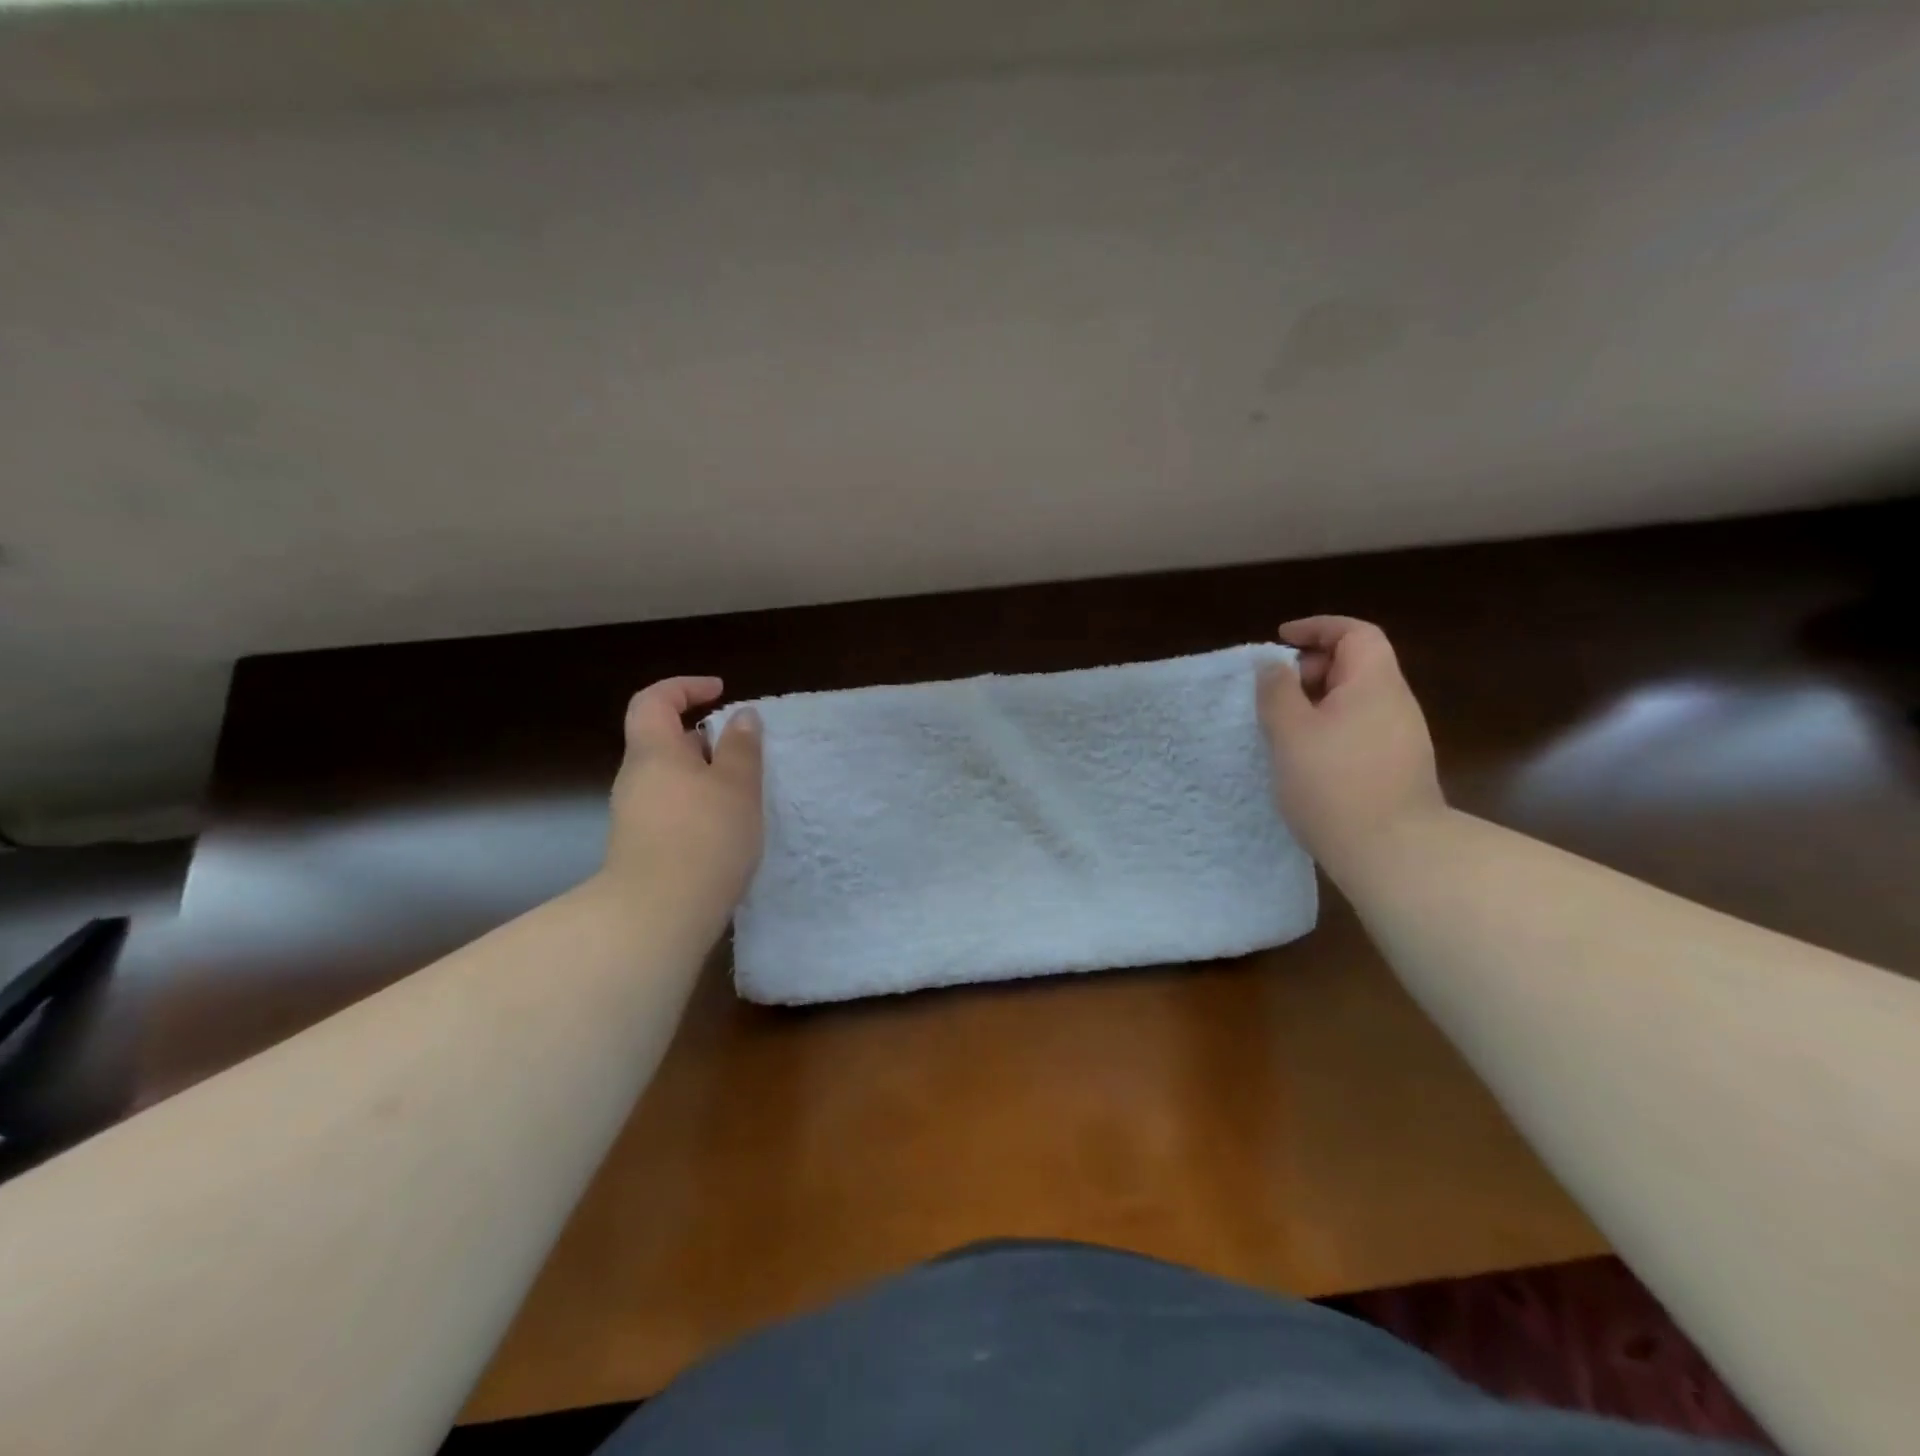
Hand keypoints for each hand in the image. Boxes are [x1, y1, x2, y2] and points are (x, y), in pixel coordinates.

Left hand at [601, 677, 763, 925]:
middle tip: (744, 753)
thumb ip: (741, 747)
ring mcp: (634, 815)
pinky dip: (698, 805)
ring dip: (705, 776)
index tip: (720, 692)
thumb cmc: (705, 836)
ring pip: (671, 778)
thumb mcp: (737, 785)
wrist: (659, 914)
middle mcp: (636, 778)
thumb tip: (741, 716)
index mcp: (653, 752)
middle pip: (663, 741)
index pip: (654, 700)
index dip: (685, 687)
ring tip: (744, 794)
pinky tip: (726, 829)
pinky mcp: (642, 846)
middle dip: (704, 739)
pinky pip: (672, 808)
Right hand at [1256, 617, 1445, 880]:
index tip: (1280, 640)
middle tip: (1276, 693)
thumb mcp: (1290, 732)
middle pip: (1356, 664)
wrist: (1393, 852)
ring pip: (1356, 700)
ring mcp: (1401, 737)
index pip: (1354, 633)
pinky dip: (1330, 728)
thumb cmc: (1333, 784)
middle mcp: (1395, 703)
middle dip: (1312, 668)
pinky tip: (1307, 758)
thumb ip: (1277, 691)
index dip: (1316, 628)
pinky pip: (1360, 729)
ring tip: (1283, 728)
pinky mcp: (1398, 767)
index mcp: (1374, 684)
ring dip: (1318, 702)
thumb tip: (1272, 664)